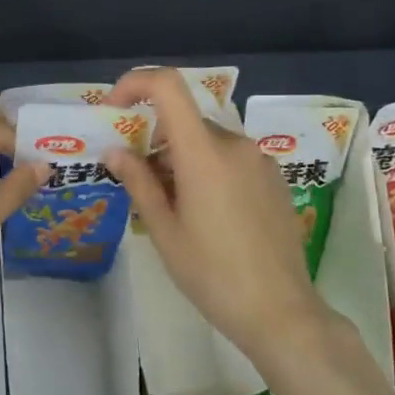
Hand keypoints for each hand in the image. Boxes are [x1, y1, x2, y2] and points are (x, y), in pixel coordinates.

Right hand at [106, 68, 339, 359]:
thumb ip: (138, 182)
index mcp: (204, 152)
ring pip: (206, 142)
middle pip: (184, 121)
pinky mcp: (274, 178)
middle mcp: (235, 144)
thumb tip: (115, 151)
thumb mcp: (164, 230)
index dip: (135, 84)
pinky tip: (206, 214)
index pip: (168, 86)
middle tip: (138, 182)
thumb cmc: (212, 273)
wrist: (280, 311)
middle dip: (154, 140)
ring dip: (180, 158)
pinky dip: (207, 169)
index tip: (114, 111)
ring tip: (172, 207)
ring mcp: (259, 160)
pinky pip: (230, 158)